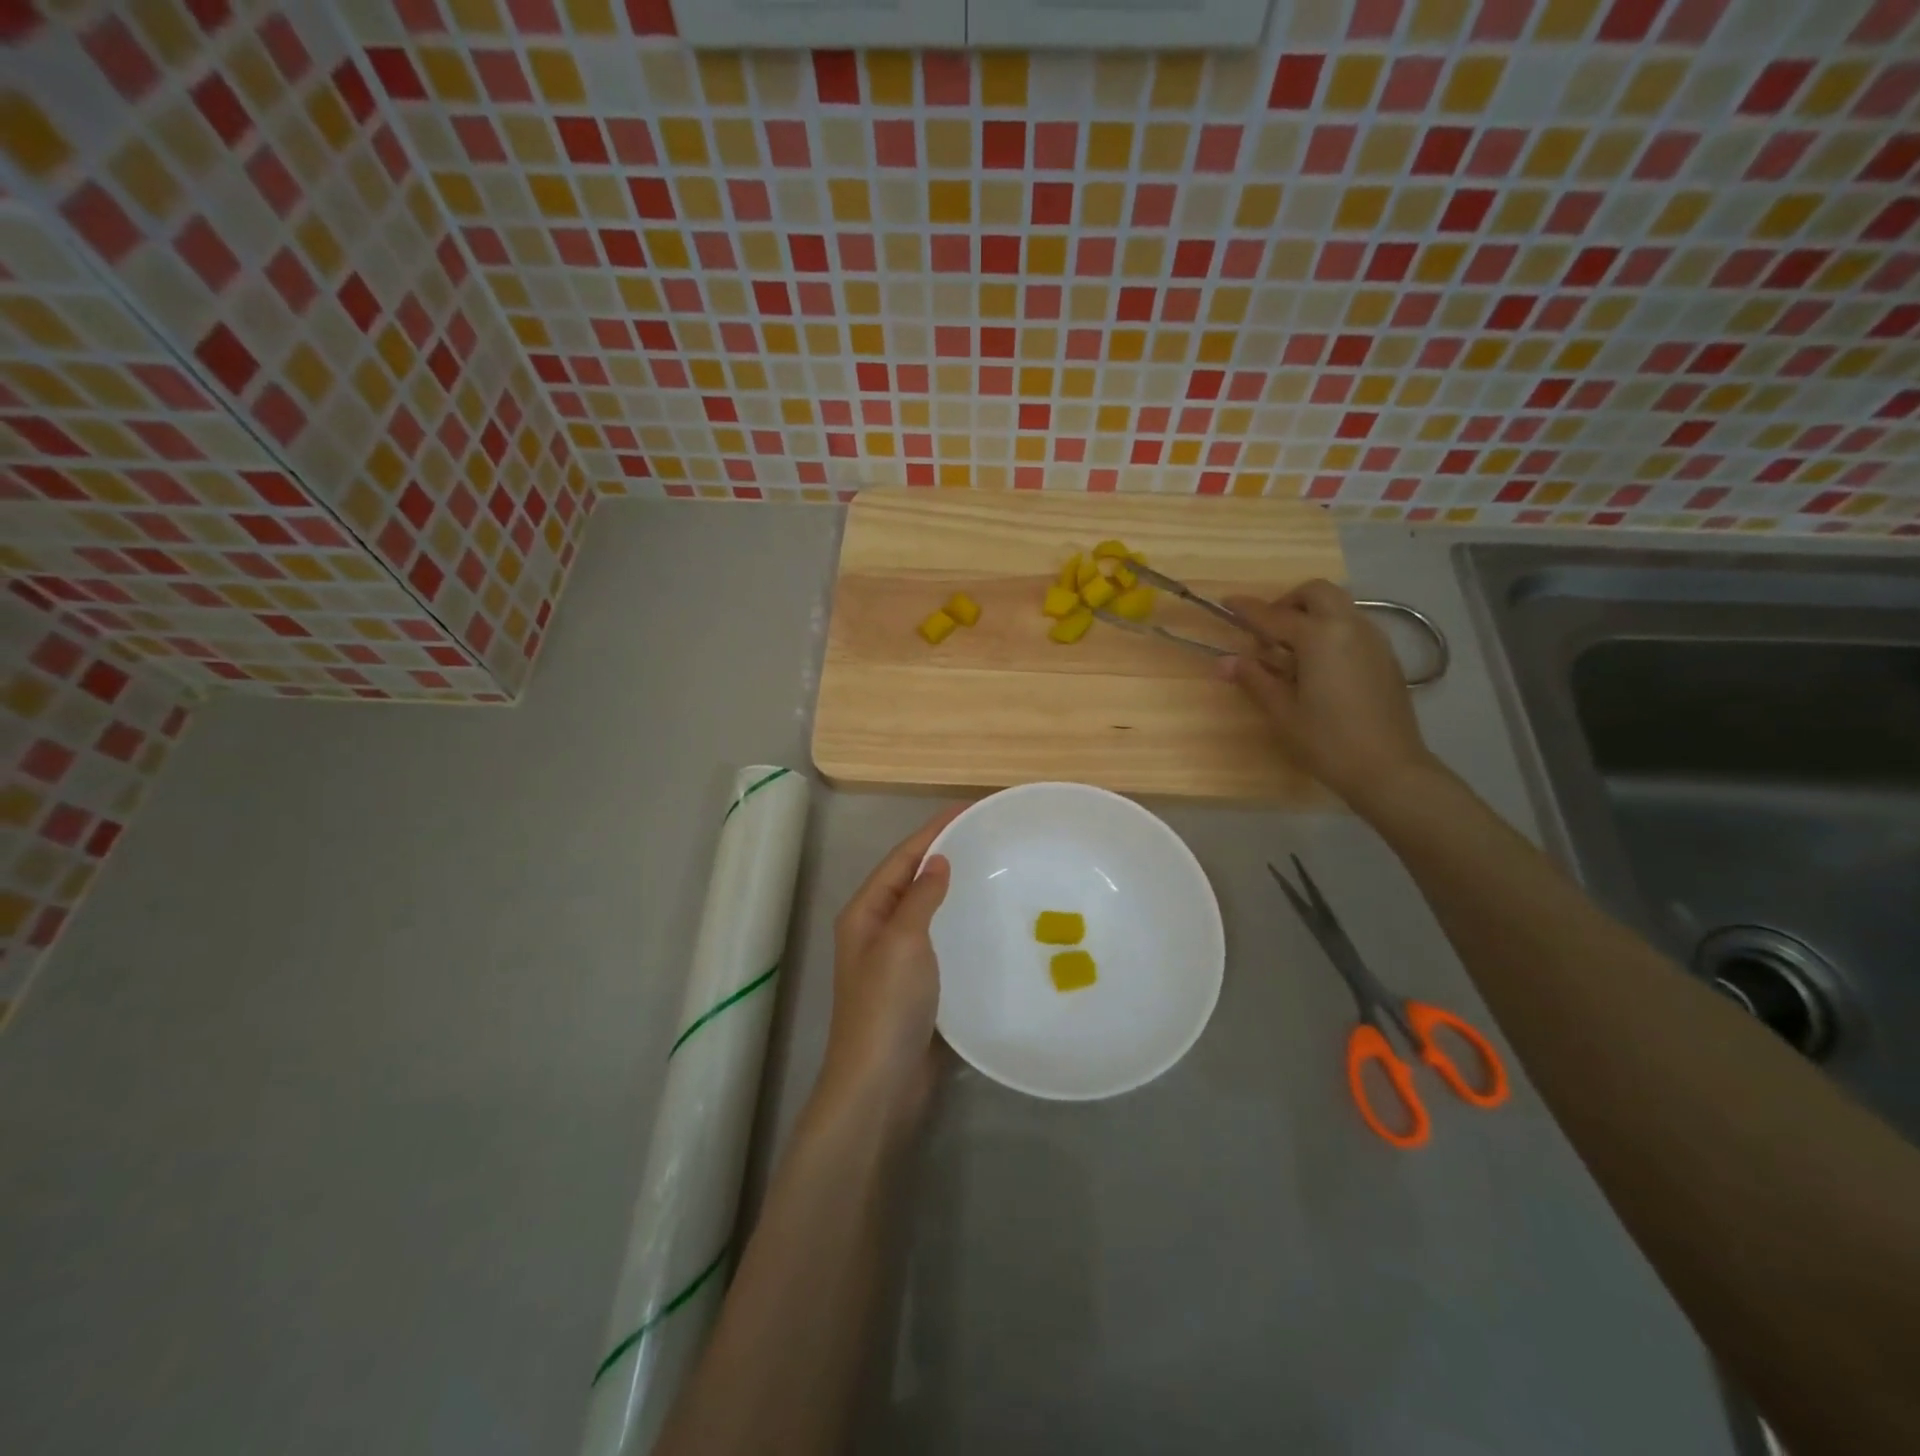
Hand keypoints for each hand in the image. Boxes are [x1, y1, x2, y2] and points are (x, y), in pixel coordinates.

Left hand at [817, 807, 960, 1125]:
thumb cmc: (887, 1006)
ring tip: (992, 870)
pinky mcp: (918, 984)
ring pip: (928, 909)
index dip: (933, 830)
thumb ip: (918, 897)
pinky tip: (986, 921)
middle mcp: (877, 929)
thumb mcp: (902, 942)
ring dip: (954, 887)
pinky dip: (961, 923)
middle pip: (912, 879)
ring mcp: (897, 959)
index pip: (902, 858)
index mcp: (865, 913)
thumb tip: (937, 860)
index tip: (970, 808)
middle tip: (987, 836)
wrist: (882, 1084)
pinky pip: (941, 940)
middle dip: (944, 853)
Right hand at [1223, 580, 1438, 808]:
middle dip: (1288, 603)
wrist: (1389, 768)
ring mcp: (1373, 639)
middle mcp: (1349, 626)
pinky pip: (1353, 626)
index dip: (1247, 609)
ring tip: (1291, 651)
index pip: (1274, 615)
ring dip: (1311, 614)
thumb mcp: (1282, 712)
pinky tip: (1319, 666)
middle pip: (1316, 593)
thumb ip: (1255, 679)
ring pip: (1338, 606)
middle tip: (1268, 632)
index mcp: (1319, 637)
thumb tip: (1224, 662)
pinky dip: (1330, 630)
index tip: (1227, 603)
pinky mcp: (1386, 656)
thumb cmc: (1327, 741)